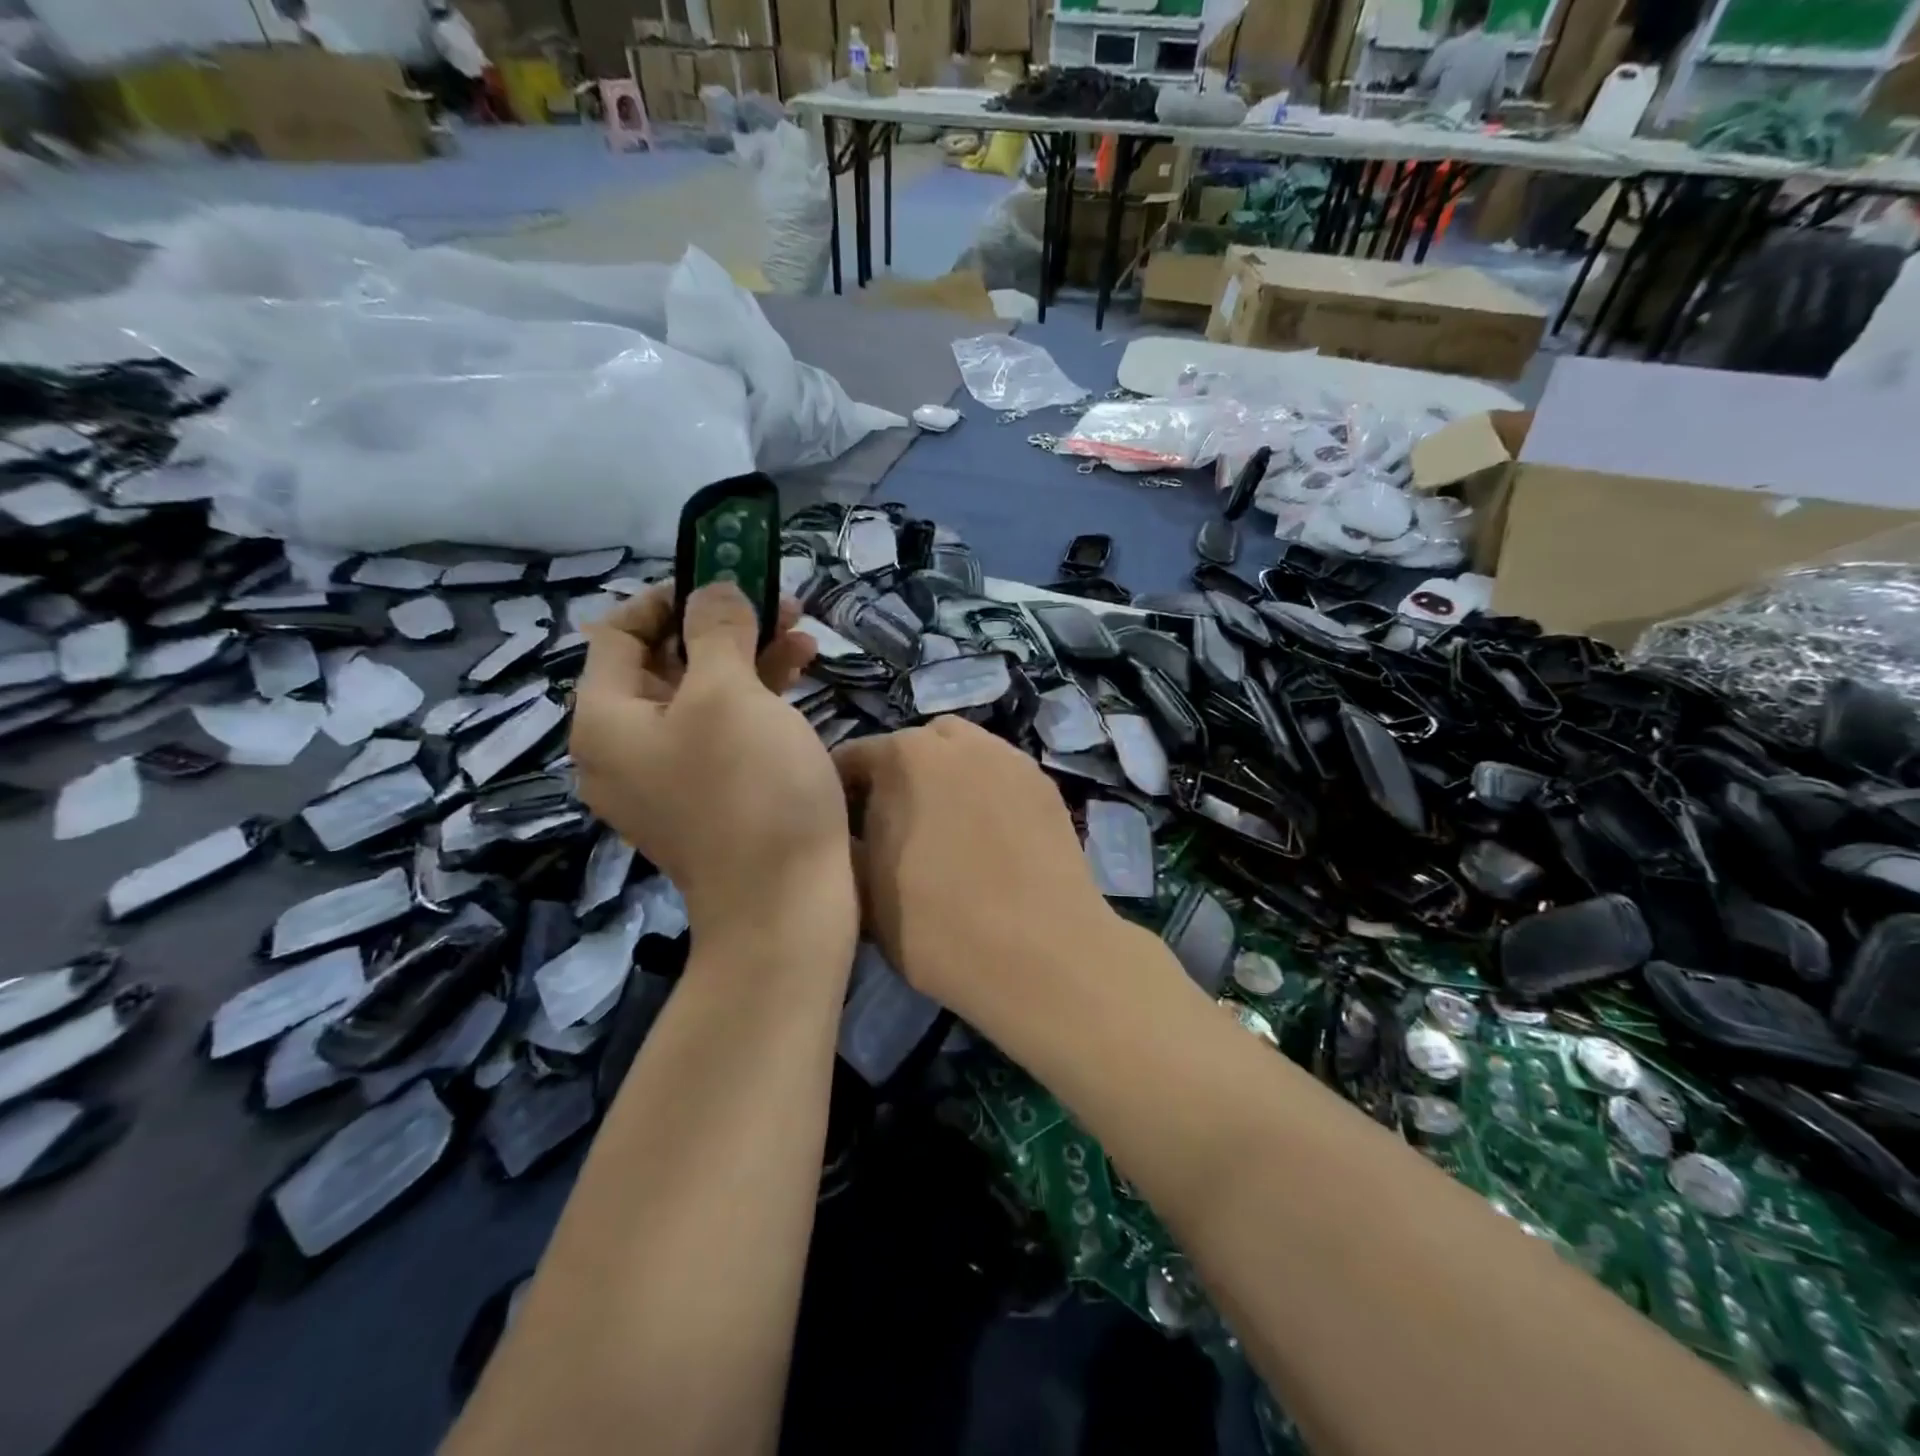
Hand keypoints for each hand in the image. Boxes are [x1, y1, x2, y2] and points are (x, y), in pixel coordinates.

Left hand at [571, 583, 855, 945]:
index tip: (725, 578)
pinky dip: (757, 699)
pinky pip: (724, 731)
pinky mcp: (712, 796)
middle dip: (721, 624)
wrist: (785, 906)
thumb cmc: (751, 790)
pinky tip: (802, 673)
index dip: (669, 596)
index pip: (618, 632)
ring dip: (748, 656)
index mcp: (606, 720)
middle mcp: (626, 747)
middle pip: (664, 662)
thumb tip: (712, 590)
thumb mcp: (730, 693)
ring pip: (702, 695)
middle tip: (777, 601)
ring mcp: (670, 777)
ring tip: (802, 631)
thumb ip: (715, 628)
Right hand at [832, 717, 1119, 1029]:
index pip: (851, 759)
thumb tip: (850, 829)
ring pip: (961, 756)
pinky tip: (990, 838)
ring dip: (944, 780)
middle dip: (895, 780)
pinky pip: (998, 776)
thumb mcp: (862, 892)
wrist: (1042, 953)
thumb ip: (845, 844)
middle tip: (893, 829)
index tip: (839, 830)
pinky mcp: (1044, 783)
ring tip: (946, 831)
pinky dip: (985, 794)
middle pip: (910, 749)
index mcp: (903, 756)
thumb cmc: (937, 925)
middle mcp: (957, 740)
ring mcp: (1008, 757)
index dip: (838, 796)